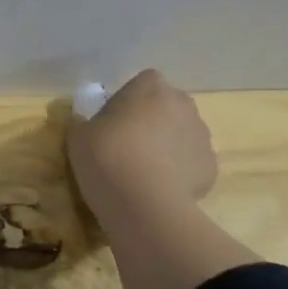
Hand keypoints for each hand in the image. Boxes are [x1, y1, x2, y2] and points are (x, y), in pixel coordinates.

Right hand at [68, 69, 218, 220]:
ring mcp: (201, 136)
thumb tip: (83, 121)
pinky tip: (159, 190)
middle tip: (126, 147)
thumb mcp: (77, 137)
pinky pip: (190, 164)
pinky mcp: (210, 168)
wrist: (145, 205)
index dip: (128, 101)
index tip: (113, 122)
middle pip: (166, 107)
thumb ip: (81, 122)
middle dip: (151, 122)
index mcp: (151, 87)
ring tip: (143, 173)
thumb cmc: (107, 158)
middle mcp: (183, 104)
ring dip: (166, 147)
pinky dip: (178, 173)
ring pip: (181, 135)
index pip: (142, 83)